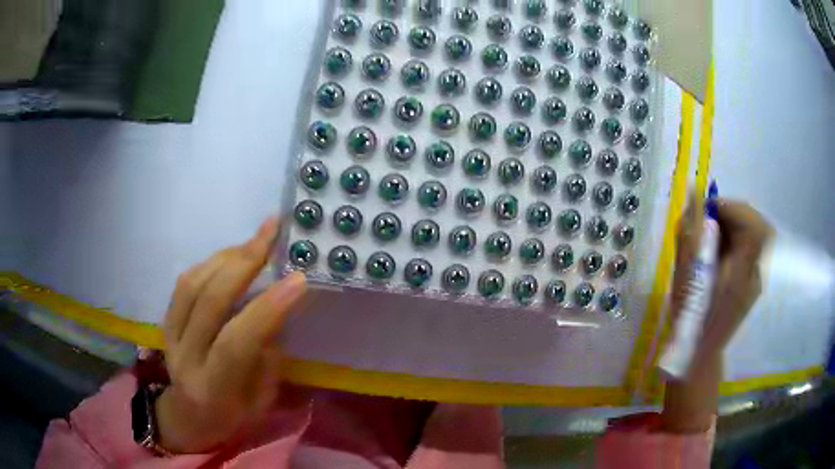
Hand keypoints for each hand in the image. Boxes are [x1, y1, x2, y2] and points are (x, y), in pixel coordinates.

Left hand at [156, 218, 306, 452]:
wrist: (188, 415)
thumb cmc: (233, 415)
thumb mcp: (261, 400)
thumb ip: (267, 356)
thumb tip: (276, 307)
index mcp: (213, 389)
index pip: (236, 343)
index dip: (266, 309)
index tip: (298, 280)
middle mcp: (185, 358)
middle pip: (209, 303)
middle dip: (244, 263)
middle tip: (272, 234)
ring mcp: (170, 336)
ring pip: (193, 285)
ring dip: (227, 256)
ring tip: (255, 241)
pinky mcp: (165, 321)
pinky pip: (184, 283)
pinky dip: (210, 263)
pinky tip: (231, 255)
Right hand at [662, 197, 771, 432]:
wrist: (698, 353)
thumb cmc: (689, 318)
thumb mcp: (685, 275)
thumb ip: (690, 233)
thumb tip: (693, 196)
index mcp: (742, 273)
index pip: (752, 224)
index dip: (730, 207)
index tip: (706, 209)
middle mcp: (756, 272)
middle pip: (755, 225)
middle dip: (731, 214)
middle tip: (707, 219)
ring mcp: (757, 277)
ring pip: (753, 234)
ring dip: (732, 225)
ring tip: (710, 234)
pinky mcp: (753, 280)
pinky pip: (750, 247)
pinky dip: (735, 238)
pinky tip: (717, 249)